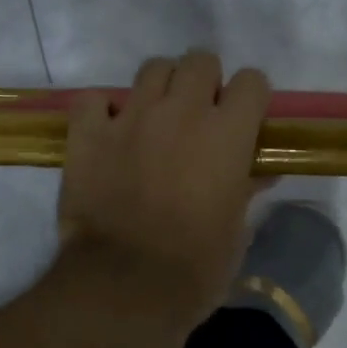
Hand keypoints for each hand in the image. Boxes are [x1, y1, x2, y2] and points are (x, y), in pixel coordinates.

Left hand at [58, 51, 270, 334]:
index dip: (249, 98)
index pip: (252, 81)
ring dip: (160, 89)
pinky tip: (108, 133)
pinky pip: (93, 99)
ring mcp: (131, 118)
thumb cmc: (195, 268)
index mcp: (227, 134)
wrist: (126, 287)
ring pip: (152, 69)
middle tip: (197, 118)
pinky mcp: (87, 134)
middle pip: (200, 60)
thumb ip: (246, 189)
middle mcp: (181, 112)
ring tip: (154, 122)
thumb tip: (259, 173)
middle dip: (204, 83)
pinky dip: (102, 111)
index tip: (243, 120)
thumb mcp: (235, 231)